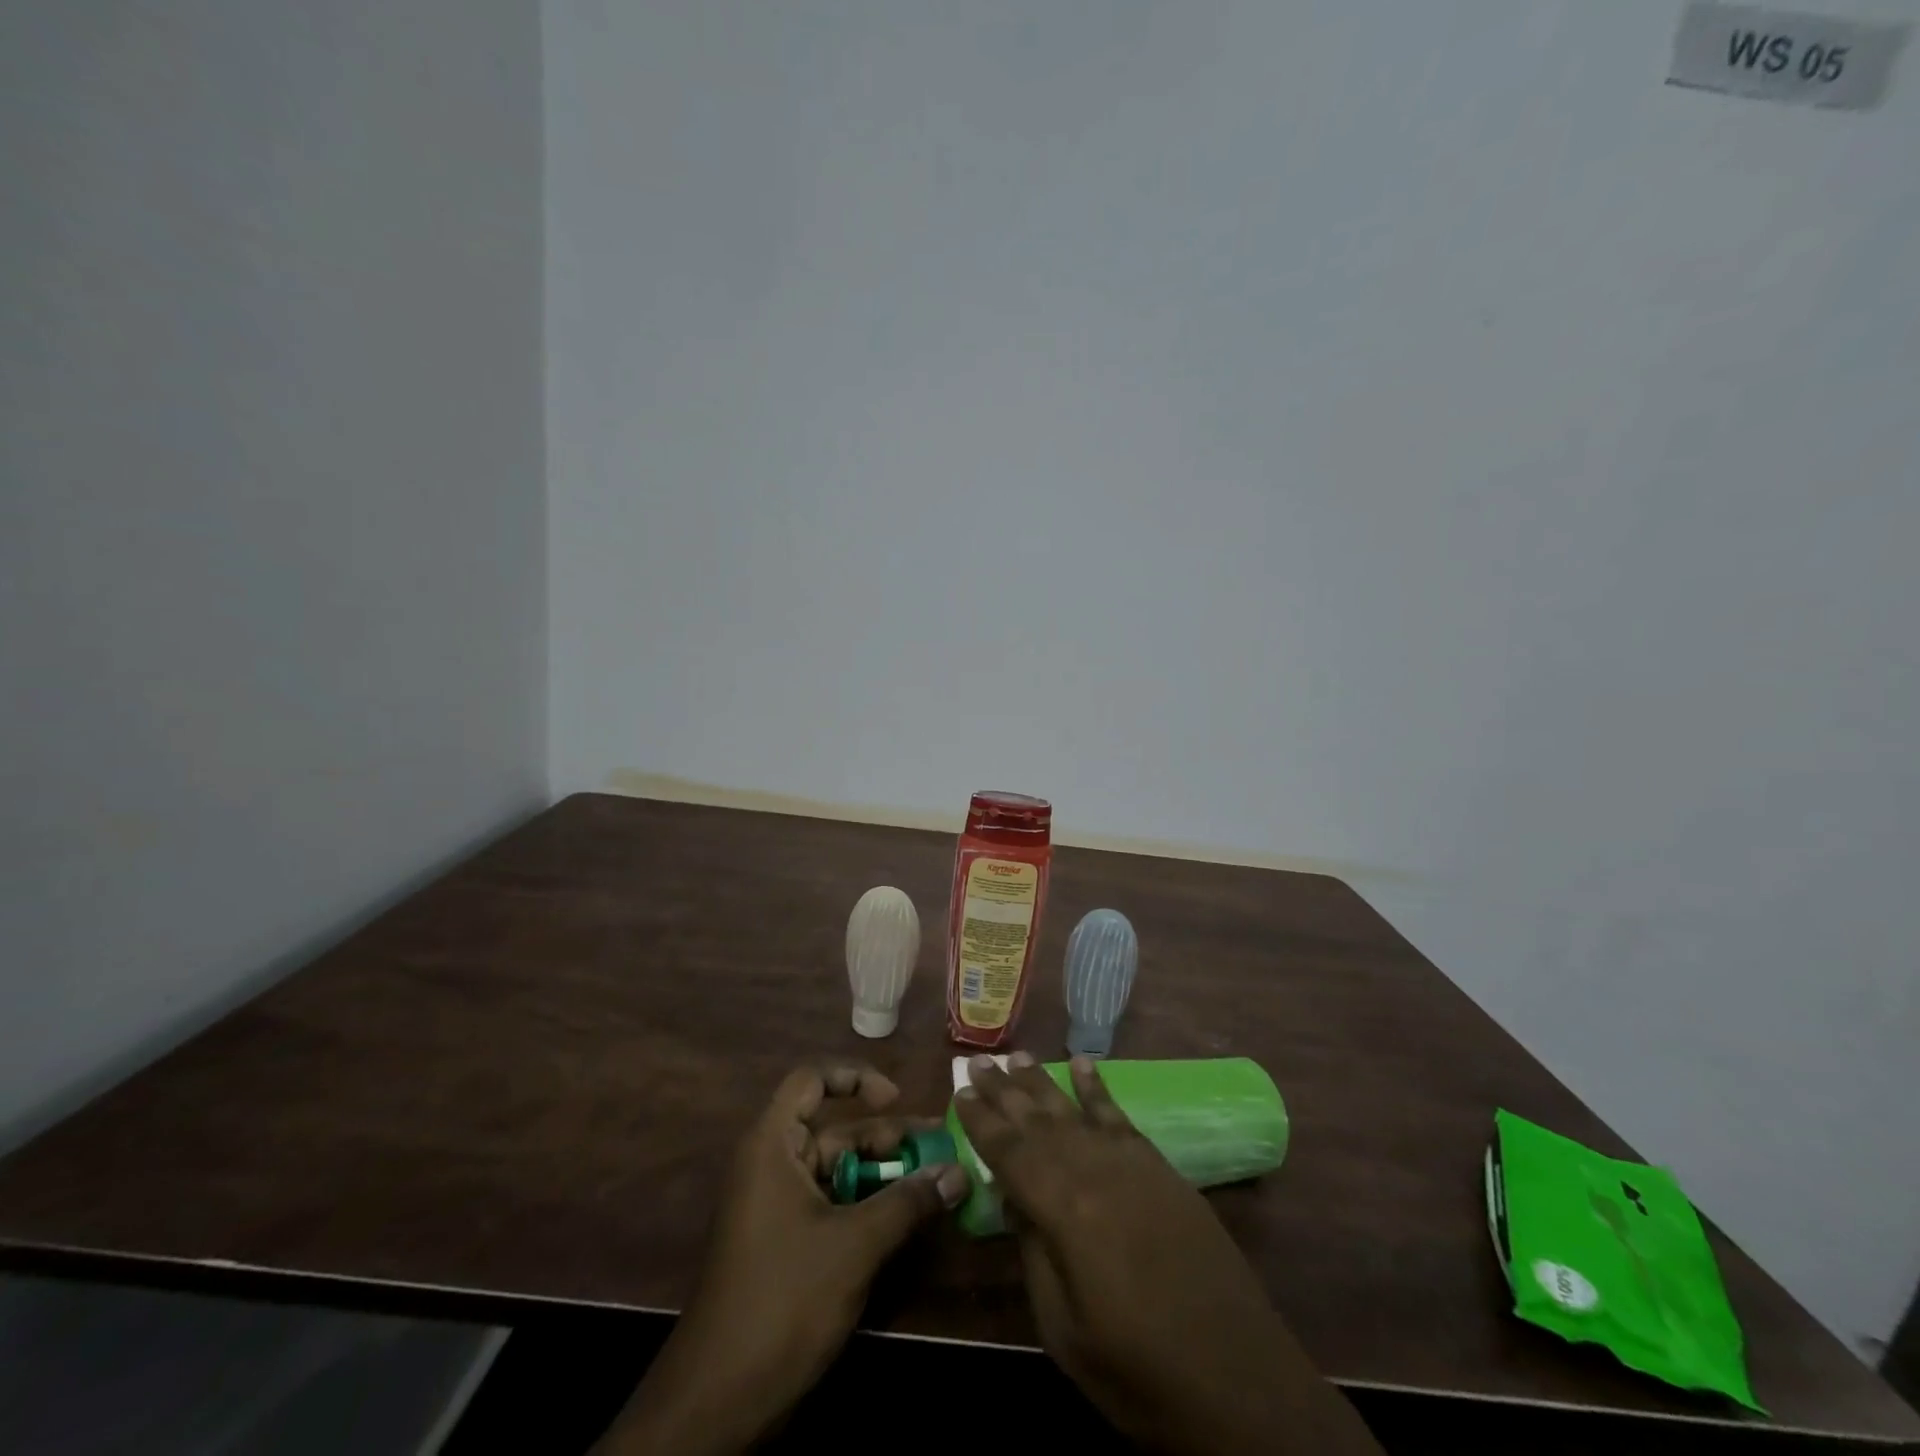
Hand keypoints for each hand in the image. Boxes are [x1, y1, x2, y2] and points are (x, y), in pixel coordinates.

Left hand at [599, 1063, 969, 1453]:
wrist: (719, 1401)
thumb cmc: (784, 1300)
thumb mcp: (855, 1245)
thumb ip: (908, 1201)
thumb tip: (958, 1170)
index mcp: (773, 1145)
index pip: (811, 1080)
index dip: (854, 1077)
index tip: (896, 1098)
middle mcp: (773, 1164)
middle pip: (836, 1129)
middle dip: (887, 1137)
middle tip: (940, 1147)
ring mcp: (777, 1205)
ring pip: (839, 1170)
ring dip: (884, 1175)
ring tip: (935, 1182)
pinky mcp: (785, 1242)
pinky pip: (832, 1204)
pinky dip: (868, 1205)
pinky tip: (906, 1220)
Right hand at [955, 1052, 1381, 1455]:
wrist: (1239, 1381)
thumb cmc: (1138, 1370)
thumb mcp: (1064, 1329)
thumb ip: (1033, 1251)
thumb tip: (1011, 1196)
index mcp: (1064, 1209)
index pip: (1009, 1151)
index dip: (980, 1121)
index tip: (958, 1091)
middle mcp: (1094, 1170)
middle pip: (1038, 1120)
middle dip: (1004, 1090)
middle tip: (977, 1060)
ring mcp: (1131, 1164)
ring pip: (1074, 1109)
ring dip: (1042, 1082)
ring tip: (1017, 1054)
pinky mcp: (1161, 1168)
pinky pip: (1120, 1116)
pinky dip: (1098, 1088)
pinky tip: (1083, 1065)